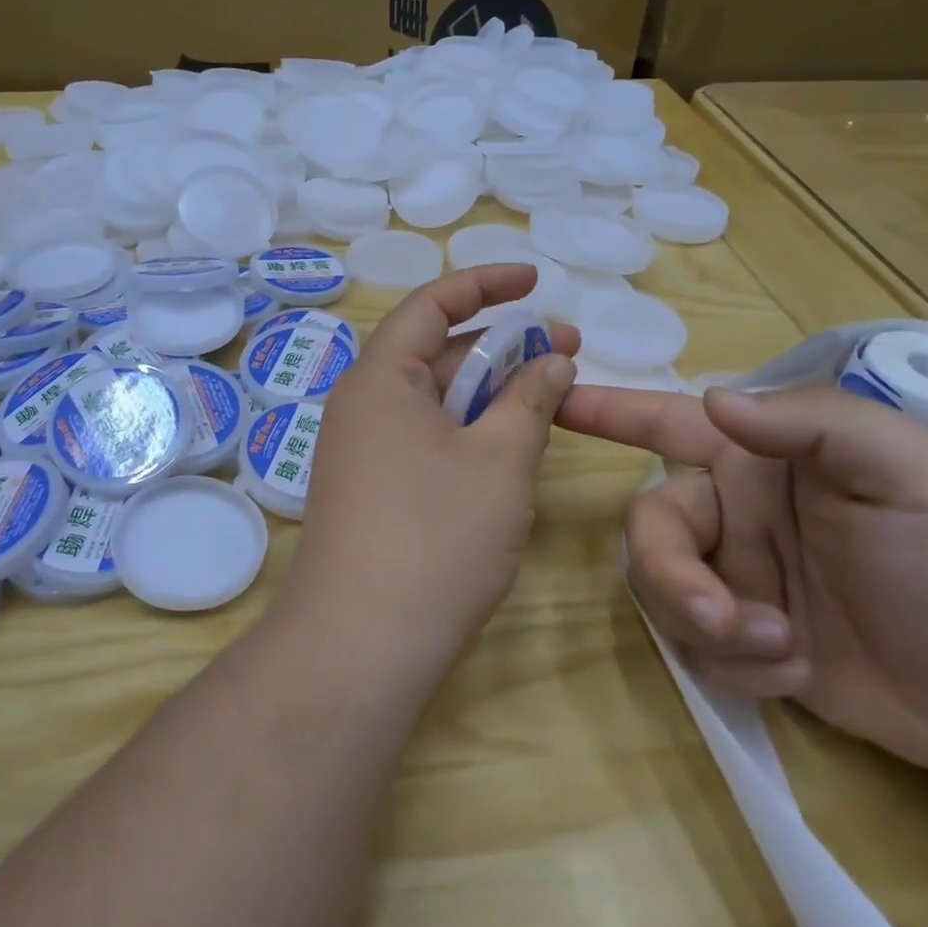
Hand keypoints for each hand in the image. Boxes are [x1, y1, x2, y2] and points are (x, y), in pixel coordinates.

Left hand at [284, 264, 579, 678]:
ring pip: (433, 401)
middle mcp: (361, 406)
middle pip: (435, 353)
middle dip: (501, 346)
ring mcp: (361, 452)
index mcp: (380, 379)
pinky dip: (467, 431)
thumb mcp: (499, 460)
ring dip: (489, 393)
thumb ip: (530, 400)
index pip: (431, 305)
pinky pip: (424, 440)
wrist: (360, 645)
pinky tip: (508, 449)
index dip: (485, 284)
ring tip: (549, 396)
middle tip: (567, 351)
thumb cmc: (435, 538)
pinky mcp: (370, 492)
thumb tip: (551, 360)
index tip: (536, 281)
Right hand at [558, 384, 927, 787]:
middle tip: (723, 620)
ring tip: (780, 652)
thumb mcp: (914, 473)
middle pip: (651, 524)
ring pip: (660, 586)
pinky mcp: (739, 638)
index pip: (669, 420)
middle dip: (672, 573)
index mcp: (765, 459)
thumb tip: (714, 400)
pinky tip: (793, 673)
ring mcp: (734, 576)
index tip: (553, 400)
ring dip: (706, 624)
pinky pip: (692, 643)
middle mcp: (735, 511)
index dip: (608, 408)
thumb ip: (815, 423)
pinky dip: (733, 664)